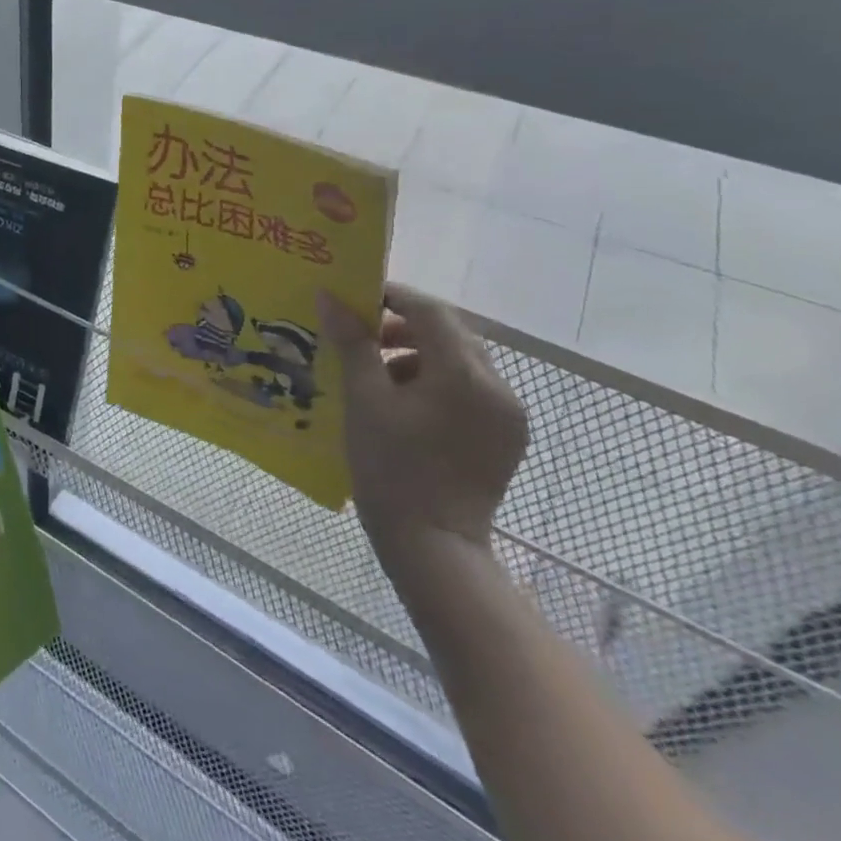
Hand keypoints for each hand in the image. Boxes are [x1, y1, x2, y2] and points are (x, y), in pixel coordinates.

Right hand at [316, 284, 527, 571]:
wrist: (432, 544)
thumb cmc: (390, 467)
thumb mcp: (363, 400)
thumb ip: (353, 343)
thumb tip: (331, 298)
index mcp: (464, 375)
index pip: (432, 312)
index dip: (393, 296)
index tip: (355, 298)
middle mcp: (498, 388)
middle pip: (452, 333)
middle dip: (405, 325)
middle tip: (361, 334)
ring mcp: (509, 414)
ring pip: (462, 361)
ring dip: (420, 353)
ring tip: (377, 373)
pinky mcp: (507, 436)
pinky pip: (472, 389)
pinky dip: (438, 381)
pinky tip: (405, 403)